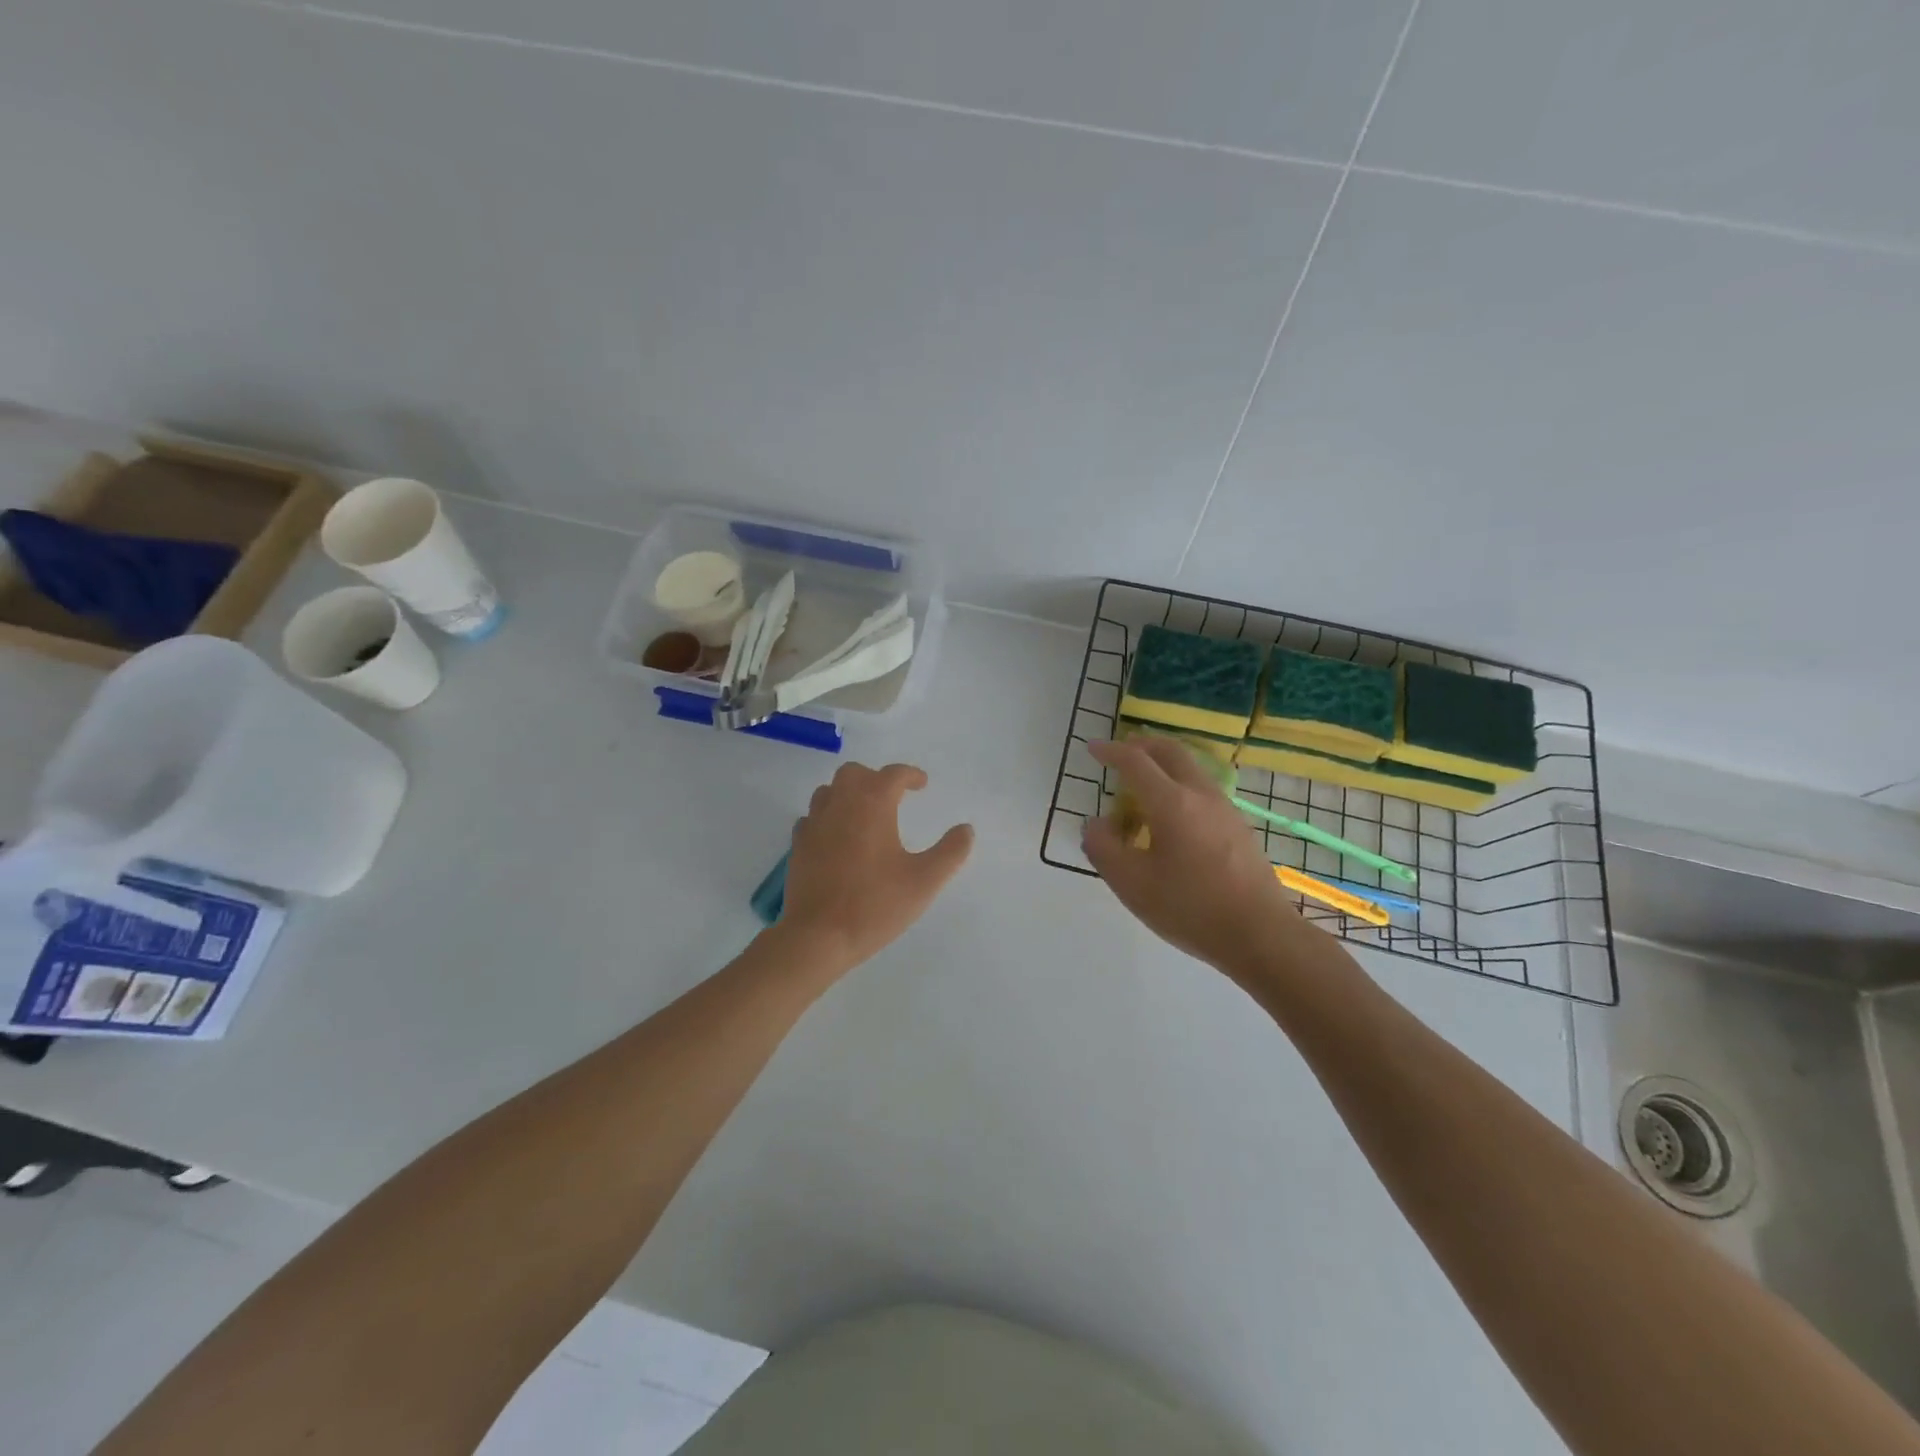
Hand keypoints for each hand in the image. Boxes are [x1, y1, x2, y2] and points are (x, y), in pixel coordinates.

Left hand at [778, 762, 974, 970]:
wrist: (817, 936)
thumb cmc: (875, 905)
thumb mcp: (924, 881)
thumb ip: (950, 852)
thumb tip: (966, 830)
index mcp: (872, 804)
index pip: (892, 775)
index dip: (910, 775)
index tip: (922, 784)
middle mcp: (840, 805)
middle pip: (854, 773)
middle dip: (875, 778)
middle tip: (893, 796)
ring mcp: (814, 824)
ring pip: (829, 791)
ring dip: (848, 794)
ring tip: (865, 814)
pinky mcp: (798, 846)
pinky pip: (813, 817)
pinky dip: (828, 817)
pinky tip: (838, 838)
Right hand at [1082, 737, 1300, 974]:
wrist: (1260, 935)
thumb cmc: (1190, 908)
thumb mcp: (1131, 884)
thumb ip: (1103, 848)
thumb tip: (1096, 824)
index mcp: (1171, 803)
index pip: (1135, 762)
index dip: (1111, 751)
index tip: (1093, 748)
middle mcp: (1201, 795)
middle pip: (1171, 752)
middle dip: (1143, 745)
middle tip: (1122, 752)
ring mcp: (1225, 810)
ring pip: (1191, 769)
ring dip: (1164, 765)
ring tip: (1144, 785)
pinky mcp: (1239, 829)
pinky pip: (1203, 791)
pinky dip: (1180, 786)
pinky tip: (1172, 817)